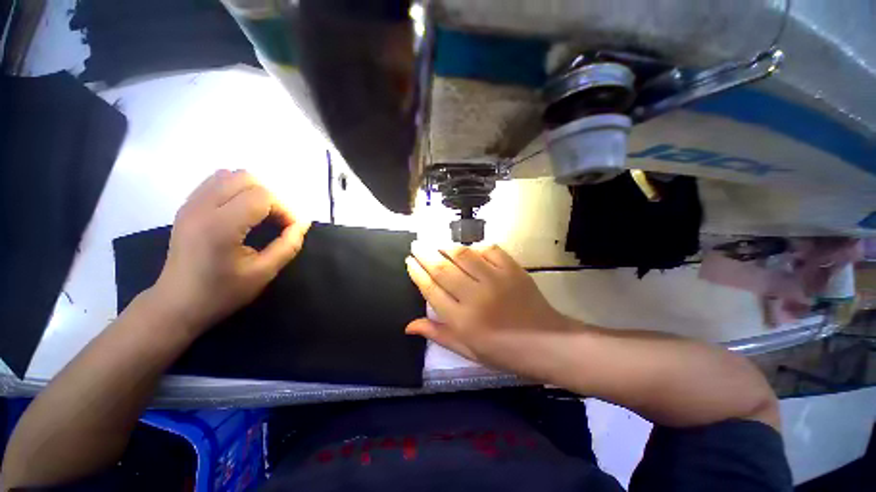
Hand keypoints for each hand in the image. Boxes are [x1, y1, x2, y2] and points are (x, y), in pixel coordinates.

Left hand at [151, 170, 309, 334]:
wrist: (177, 304)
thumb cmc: (222, 292)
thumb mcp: (263, 273)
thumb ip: (288, 245)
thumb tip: (303, 223)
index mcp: (220, 226)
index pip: (263, 196)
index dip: (284, 210)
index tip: (289, 230)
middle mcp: (202, 207)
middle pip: (246, 177)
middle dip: (270, 197)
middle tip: (275, 221)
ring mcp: (191, 204)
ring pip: (230, 175)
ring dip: (253, 191)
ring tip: (258, 215)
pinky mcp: (187, 206)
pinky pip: (216, 182)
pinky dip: (236, 190)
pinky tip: (240, 213)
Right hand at [405, 242, 570, 369]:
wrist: (546, 343)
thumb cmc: (503, 352)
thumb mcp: (467, 350)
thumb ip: (437, 334)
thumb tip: (408, 325)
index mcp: (462, 320)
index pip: (431, 289)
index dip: (417, 273)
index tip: (409, 261)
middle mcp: (475, 297)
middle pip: (442, 268)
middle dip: (425, 253)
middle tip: (416, 244)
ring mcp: (495, 280)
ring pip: (463, 254)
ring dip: (446, 246)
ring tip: (437, 242)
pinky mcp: (512, 269)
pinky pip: (489, 250)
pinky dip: (476, 246)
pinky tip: (470, 249)